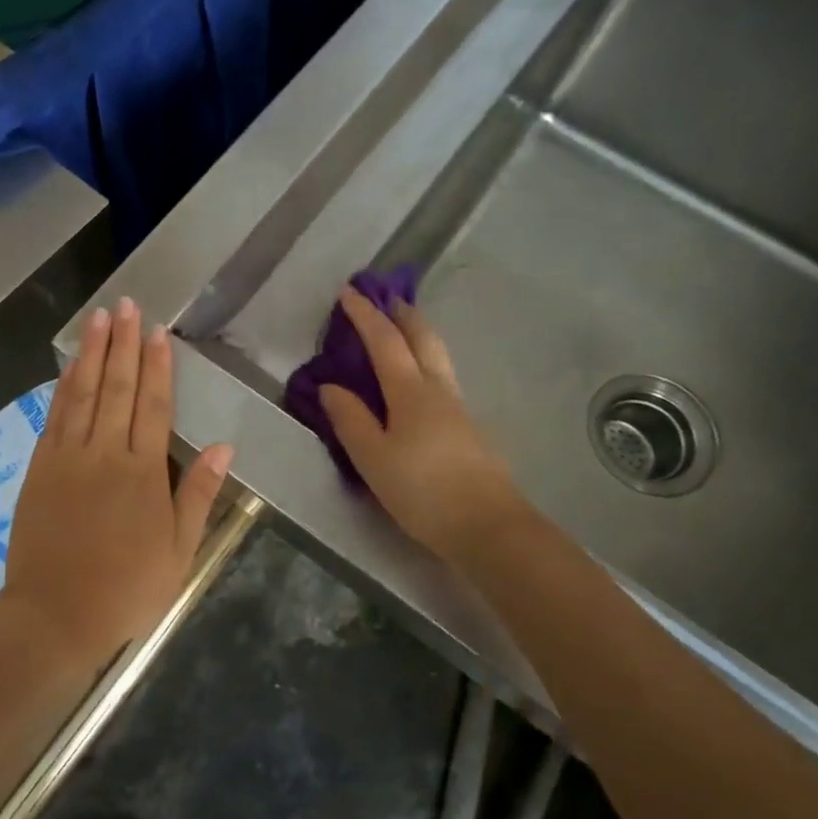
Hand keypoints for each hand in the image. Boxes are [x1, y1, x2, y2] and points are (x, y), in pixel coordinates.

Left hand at [4, 298, 233, 652]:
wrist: (55, 615)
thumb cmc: (126, 588)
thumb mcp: (179, 551)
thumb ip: (198, 494)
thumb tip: (223, 446)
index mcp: (143, 472)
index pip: (153, 405)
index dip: (157, 365)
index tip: (157, 331)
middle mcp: (105, 453)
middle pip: (116, 387)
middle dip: (123, 343)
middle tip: (127, 305)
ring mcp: (67, 457)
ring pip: (82, 393)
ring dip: (91, 352)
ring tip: (99, 318)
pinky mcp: (40, 468)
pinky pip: (55, 416)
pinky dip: (63, 386)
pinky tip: (70, 366)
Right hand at [318, 287, 524, 563]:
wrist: (488, 526)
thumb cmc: (423, 491)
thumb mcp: (373, 458)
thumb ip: (350, 420)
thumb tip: (330, 386)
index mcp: (411, 392)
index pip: (385, 341)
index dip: (365, 315)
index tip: (348, 292)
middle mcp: (438, 390)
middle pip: (423, 338)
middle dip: (403, 314)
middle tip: (386, 298)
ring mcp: (457, 409)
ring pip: (438, 357)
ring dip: (419, 334)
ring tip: (403, 330)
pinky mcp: (467, 429)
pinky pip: (442, 378)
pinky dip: (426, 361)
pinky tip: (419, 380)